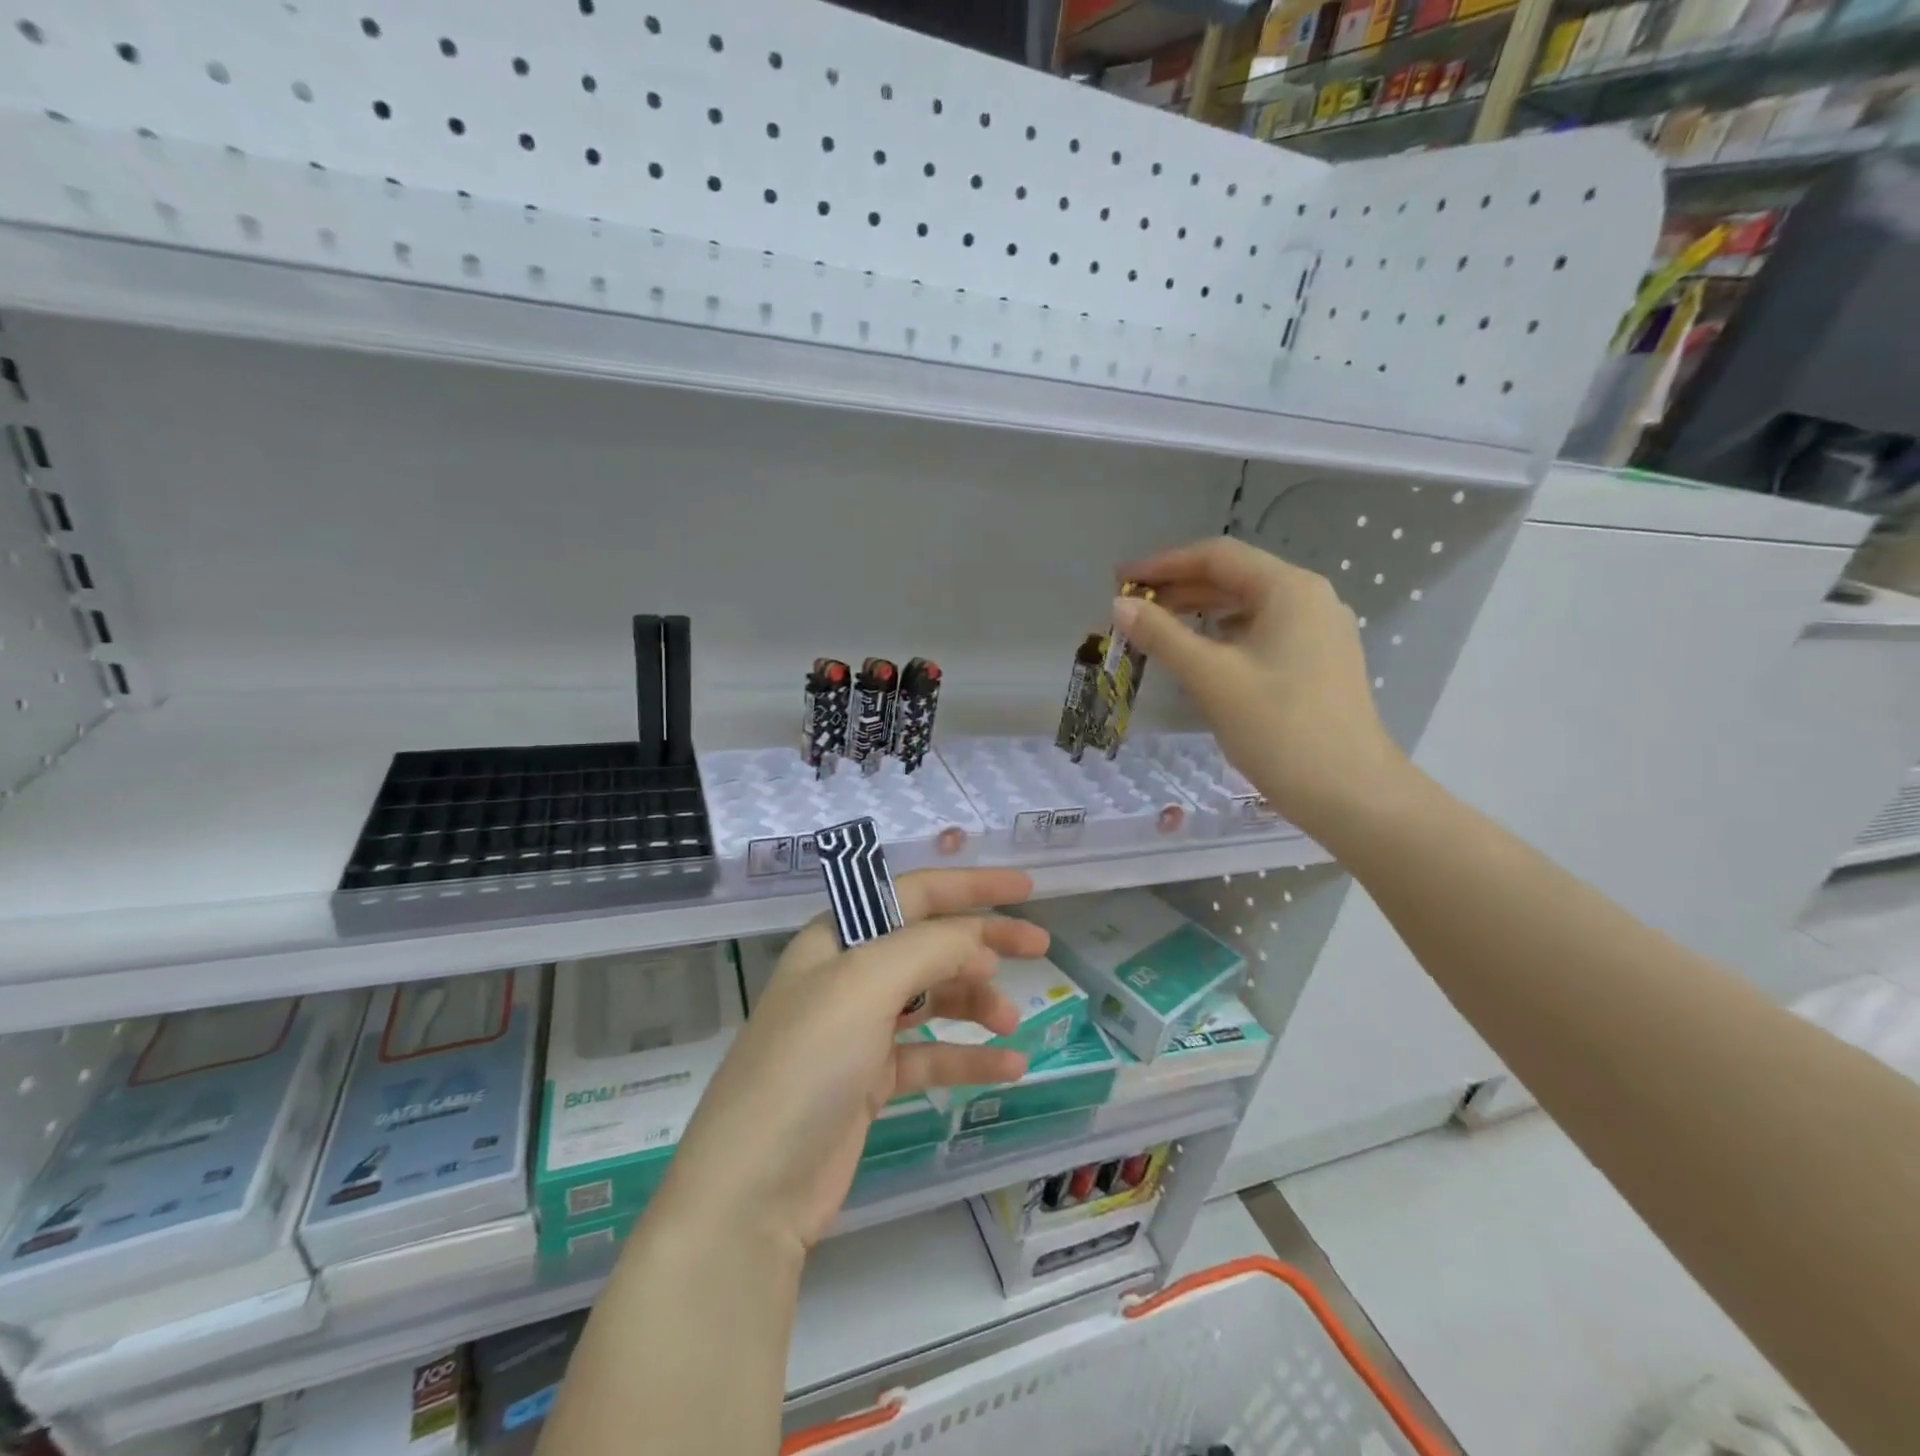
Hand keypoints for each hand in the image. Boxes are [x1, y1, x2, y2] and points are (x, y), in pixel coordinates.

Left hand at [653, 868, 1048, 1252]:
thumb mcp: (866, 984)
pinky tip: (1009, 1066)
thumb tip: (981, 945)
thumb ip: (930, 948)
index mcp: (839, 937)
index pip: (914, 892)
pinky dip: (968, 1057)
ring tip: (1011, 1020)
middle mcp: (849, 975)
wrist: (752, 1187)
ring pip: (933, 998)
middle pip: (929, 942)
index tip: (1026, 888)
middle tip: (1040, 947)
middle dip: (984, 940)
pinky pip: (931, 1055)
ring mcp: (859, 1029)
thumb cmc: (807, 1063)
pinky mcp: (870, 1080)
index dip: (970, 884)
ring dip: (976, 1003)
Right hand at [1115, 538, 1407, 840]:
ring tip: (1157, 628)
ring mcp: (1320, 632)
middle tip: (1132, 606)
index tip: (1121, 579)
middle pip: (1235, 578)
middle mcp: (1310, 599)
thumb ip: (1162, 636)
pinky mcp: (1320, 663)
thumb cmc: (1278, 727)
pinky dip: (1225, 636)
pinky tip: (1202, 655)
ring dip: (1201, 613)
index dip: (1163, 564)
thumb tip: (1120, 605)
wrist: (1349, 792)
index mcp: (1289, 589)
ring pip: (1249, 607)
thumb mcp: (1211, 677)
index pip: (1217, 557)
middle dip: (1180, 588)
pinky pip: (1263, 633)